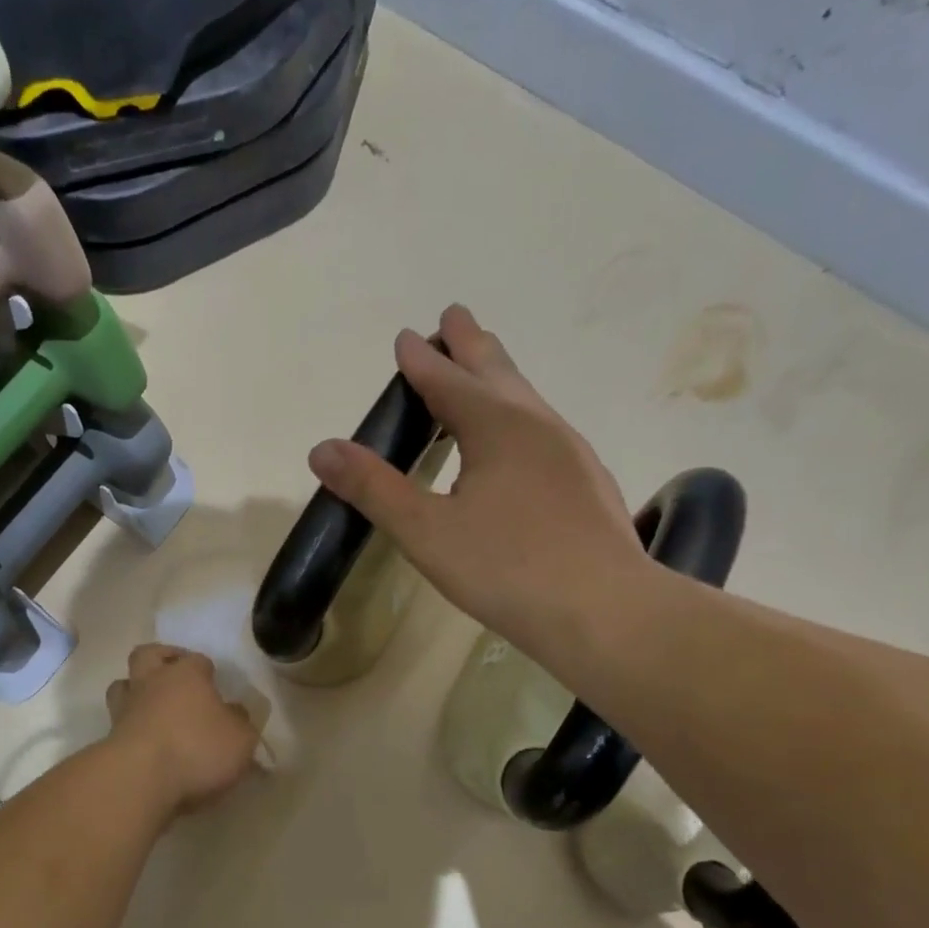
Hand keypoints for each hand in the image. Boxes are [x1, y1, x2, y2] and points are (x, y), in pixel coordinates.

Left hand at [104, 645, 259, 816]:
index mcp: (186, 674)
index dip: (208, 670)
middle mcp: (152, 682)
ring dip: (136, 690)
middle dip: (162, 660)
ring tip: (153, 707)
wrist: (139, 780)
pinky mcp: (109, 738)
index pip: (198, 660)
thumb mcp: (240, 739)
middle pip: (148, 655)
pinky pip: (119, 722)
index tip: (216, 685)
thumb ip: (240, 723)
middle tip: (176, 675)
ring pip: (123, 685)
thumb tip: (235, 713)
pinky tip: (145, 741)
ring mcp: (125, 709)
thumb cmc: (197, 749)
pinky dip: (130, 726)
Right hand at [308, 304, 649, 663]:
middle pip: (497, 371)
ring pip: (527, 398)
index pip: (448, 381)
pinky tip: (521, 440)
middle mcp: (537, 425)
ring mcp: (569, 452)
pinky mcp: (586, 481)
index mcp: (497, 427)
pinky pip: (543, 427)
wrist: (606, 611)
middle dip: (470, 344)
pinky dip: (518, 413)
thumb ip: (374, 488)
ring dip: (498, 375)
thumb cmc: (506, 568)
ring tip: (484, 367)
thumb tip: (322, 449)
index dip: (421, 360)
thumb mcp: (426, 532)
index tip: (406, 336)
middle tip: (455, 316)